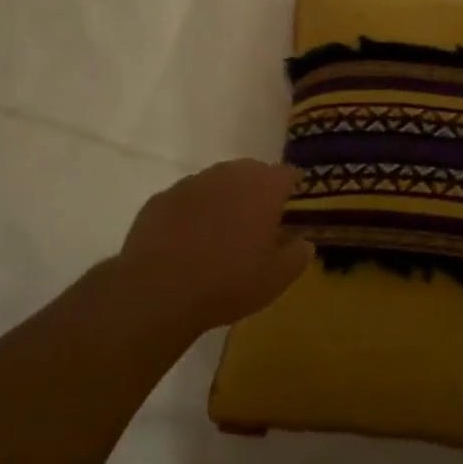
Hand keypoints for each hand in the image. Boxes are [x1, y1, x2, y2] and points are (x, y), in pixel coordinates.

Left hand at [117, 161, 313, 332]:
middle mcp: (228, 175)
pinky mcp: (161, 198)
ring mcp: (191, 184)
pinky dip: (193, 212)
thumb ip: (297, 256)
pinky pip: (186, 199)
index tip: (294, 201)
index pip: (287, 173)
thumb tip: (305, 243)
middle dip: (258, 189)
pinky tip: (189, 239)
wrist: (158, 291)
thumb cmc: (228, 282)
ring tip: (222, 229)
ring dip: (224, 198)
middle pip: (251, 172)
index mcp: (262, 188)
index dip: (292, 185)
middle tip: (259, 218)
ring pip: (216, 182)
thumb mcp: (276, 278)